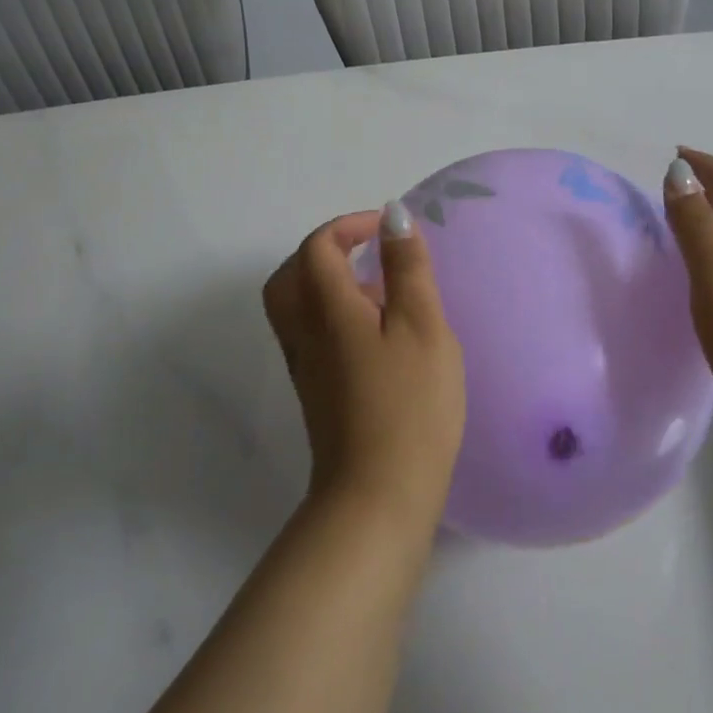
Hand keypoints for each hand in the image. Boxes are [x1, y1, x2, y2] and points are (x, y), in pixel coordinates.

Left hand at [263, 204, 465, 529]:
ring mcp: (305, 367)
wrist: (378, 497)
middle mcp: (304, 333)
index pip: (318, 247)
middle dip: (325, 251)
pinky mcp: (314, 394)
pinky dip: (331, 316)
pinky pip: (309, 335)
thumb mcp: (422, 326)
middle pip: (291, 275)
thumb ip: (407, 268)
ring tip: (378, 293)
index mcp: (327, 309)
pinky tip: (375, 336)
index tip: (388, 230)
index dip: (349, 226)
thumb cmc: (409, 405)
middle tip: (367, 253)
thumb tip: (392, 215)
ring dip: (326, 284)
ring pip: (295, 308)